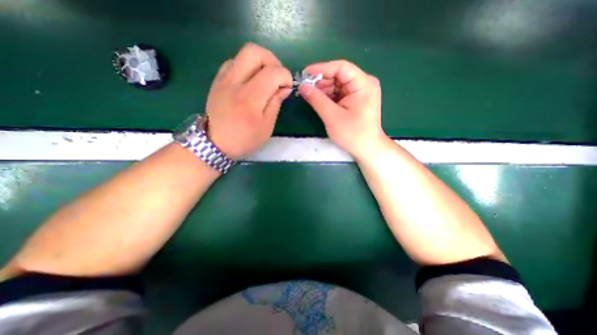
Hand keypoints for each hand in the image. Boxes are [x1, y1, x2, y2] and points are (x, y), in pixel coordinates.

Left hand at [204, 42, 293, 158]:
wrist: (216, 144)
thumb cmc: (245, 139)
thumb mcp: (267, 127)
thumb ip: (276, 103)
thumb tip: (284, 87)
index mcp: (250, 98)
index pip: (272, 72)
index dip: (285, 76)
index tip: (287, 87)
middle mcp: (234, 82)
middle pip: (254, 51)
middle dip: (272, 60)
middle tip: (277, 76)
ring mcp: (223, 79)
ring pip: (243, 54)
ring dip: (259, 62)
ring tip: (265, 79)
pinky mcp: (217, 81)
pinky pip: (233, 63)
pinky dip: (246, 67)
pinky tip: (250, 82)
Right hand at [298, 60, 386, 158]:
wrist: (367, 149)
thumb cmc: (353, 134)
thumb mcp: (332, 117)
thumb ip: (317, 99)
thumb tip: (302, 86)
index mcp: (363, 84)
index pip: (341, 67)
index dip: (321, 69)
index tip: (304, 74)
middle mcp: (363, 83)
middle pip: (338, 75)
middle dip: (320, 81)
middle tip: (304, 87)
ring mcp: (360, 92)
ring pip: (337, 84)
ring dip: (323, 89)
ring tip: (309, 95)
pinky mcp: (355, 100)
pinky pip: (339, 93)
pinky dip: (328, 96)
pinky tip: (318, 100)